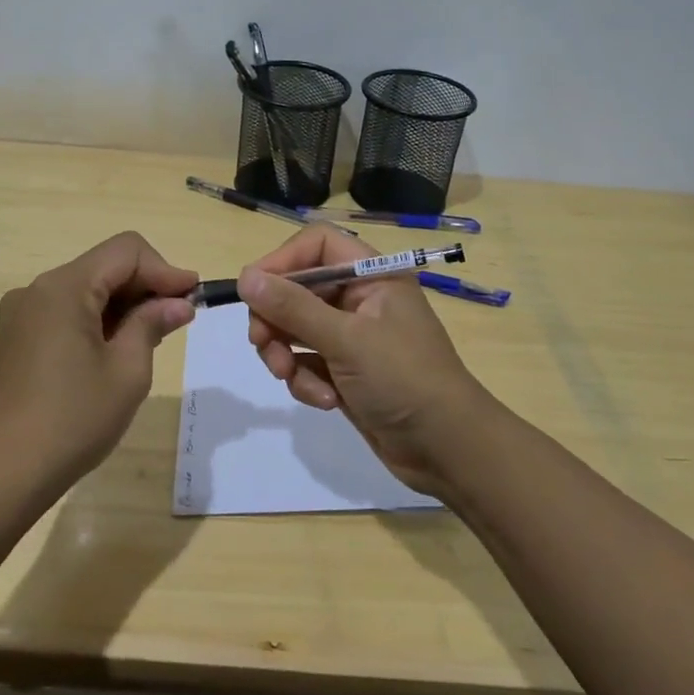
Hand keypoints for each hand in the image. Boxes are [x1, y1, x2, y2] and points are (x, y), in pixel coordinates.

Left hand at [0, 232, 196, 494]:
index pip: (126, 251)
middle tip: (179, 319)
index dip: (165, 269)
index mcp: (64, 288)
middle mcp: (38, 289)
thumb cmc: (74, 419)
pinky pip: (67, 311)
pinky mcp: (17, 337)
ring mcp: (23, 314)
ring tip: (152, 337)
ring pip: (86, 288)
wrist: (4, 473)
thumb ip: (152, 324)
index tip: (193, 298)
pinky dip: (98, 319)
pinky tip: (116, 349)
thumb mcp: (127, 371)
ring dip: (123, 304)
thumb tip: (178, 303)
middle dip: (146, 286)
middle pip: (105, 266)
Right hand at [238, 227, 493, 495]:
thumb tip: (245, 276)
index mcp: (372, 275)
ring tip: (293, 378)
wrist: (448, 450)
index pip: (316, 245)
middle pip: (298, 288)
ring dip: (287, 354)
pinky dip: (306, 380)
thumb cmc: (404, 380)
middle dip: (277, 319)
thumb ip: (292, 307)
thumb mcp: (346, 340)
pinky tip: (325, 401)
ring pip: (296, 328)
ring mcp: (352, 336)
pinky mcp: (345, 370)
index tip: (254, 291)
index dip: (282, 261)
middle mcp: (360, 298)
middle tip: (263, 345)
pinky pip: (307, 362)